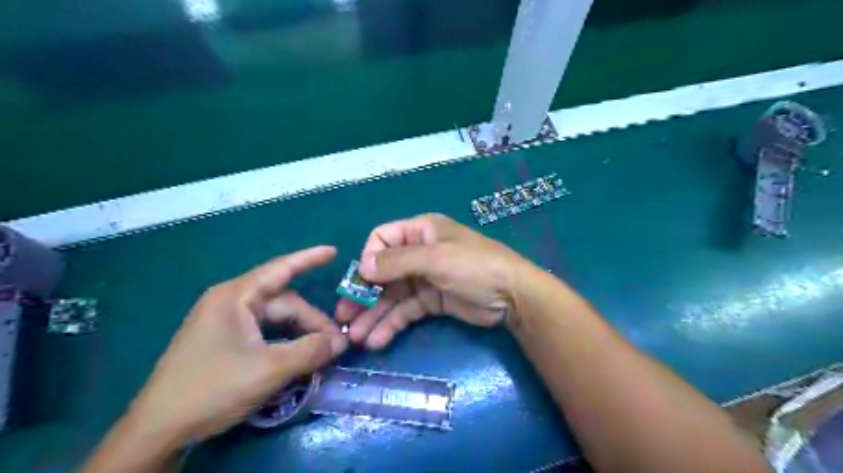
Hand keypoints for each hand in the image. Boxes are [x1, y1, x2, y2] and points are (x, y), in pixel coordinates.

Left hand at [126, 248, 349, 443]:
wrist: (157, 431)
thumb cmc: (212, 389)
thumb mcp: (270, 369)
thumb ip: (311, 351)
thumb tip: (343, 341)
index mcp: (235, 296)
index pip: (280, 269)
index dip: (309, 259)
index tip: (334, 251)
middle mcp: (230, 303)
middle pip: (283, 303)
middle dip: (311, 320)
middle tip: (336, 343)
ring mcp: (225, 322)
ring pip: (275, 320)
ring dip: (300, 333)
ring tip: (322, 350)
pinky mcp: (224, 341)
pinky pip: (265, 332)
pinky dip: (285, 341)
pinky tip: (298, 355)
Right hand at [336, 214, 532, 346]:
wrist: (512, 296)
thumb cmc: (474, 266)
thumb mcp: (436, 258)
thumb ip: (397, 261)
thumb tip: (363, 266)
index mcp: (420, 232)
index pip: (382, 239)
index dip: (368, 259)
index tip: (361, 282)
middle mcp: (419, 253)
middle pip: (383, 272)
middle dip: (364, 294)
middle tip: (345, 317)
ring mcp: (425, 279)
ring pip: (392, 296)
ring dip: (374, 315)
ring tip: (357, 337)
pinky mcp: (432, 301)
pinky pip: (406, 311)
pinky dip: (392, 325)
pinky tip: (377, 341)